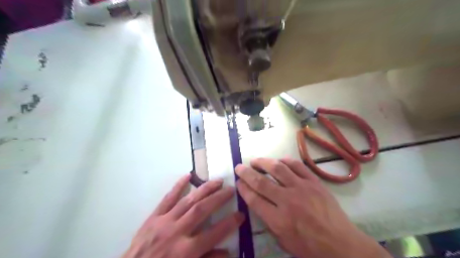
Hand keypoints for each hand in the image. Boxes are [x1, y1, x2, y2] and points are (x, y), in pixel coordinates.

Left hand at [122, 175, 243, 257]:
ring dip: (204, 189)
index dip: (230, 223)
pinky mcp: (154, 217)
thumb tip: (227, 252)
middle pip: (202, 210)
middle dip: (219, 198)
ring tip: (217, 180)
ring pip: (188, 201)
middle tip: (231, 189)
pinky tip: (188, 175)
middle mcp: (177, 232)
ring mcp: (164, 222)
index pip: (214, 234)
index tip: (241, 214)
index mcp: (186, 251)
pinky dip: (178, 186)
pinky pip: (167, 198)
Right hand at [235, 158, 389, 257]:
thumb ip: (269, 221)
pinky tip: (279, 160)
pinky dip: (286, 161)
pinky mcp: (314, 182)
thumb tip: (259, 203)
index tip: (238, 182)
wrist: (341, 244)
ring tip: (255, 161)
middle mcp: (287, 200)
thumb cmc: (310, 248)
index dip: (243, 188)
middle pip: (261, 182)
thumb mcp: (283, 242)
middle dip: (246, 173)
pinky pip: (298, 166)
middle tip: (239, 167)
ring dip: (263, 162)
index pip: (254, 199)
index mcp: (278, 219)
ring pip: (278, 169)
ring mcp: (302, 188)